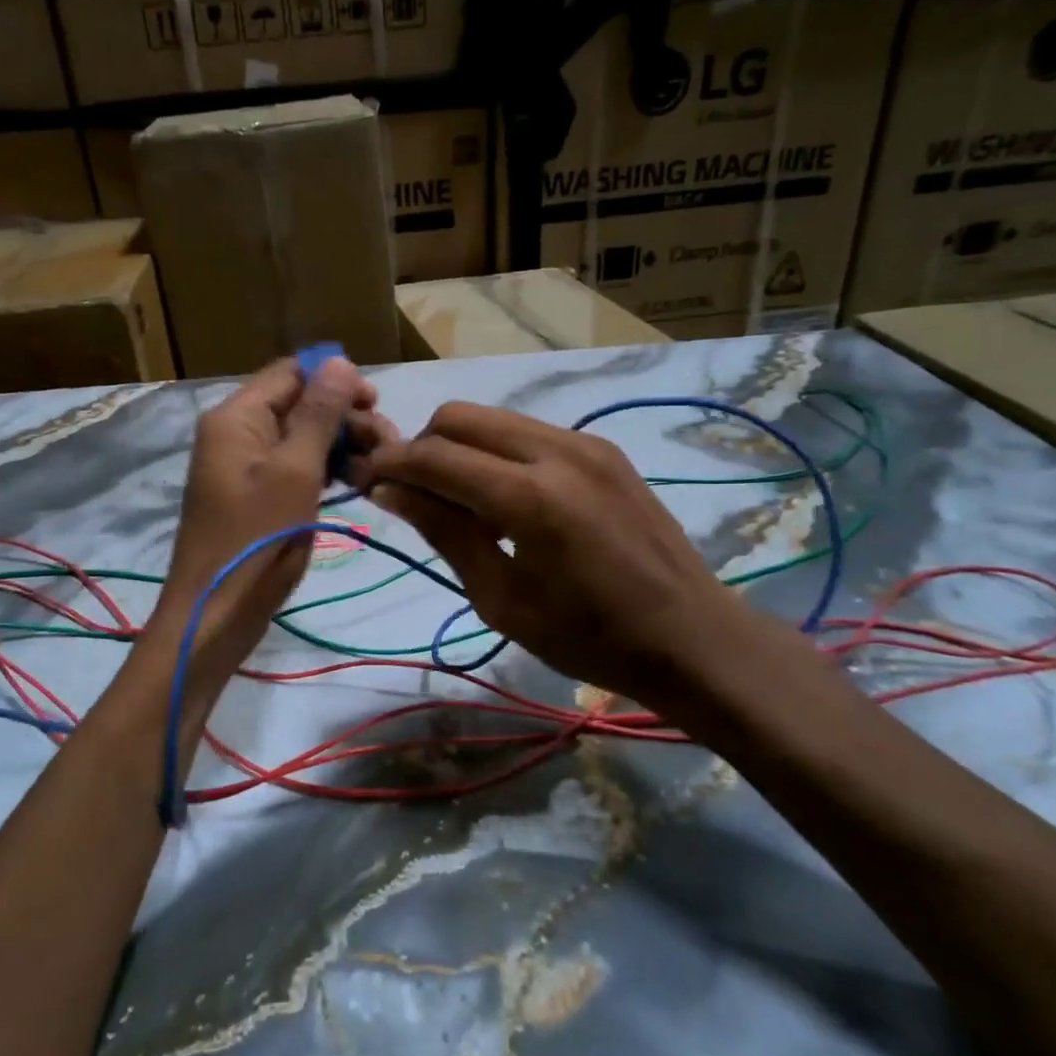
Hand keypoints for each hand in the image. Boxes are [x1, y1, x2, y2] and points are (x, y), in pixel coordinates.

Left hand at [154, 356, 389, 680]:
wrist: (216, 615)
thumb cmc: (257, 541)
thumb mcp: (295, 472)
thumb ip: (318, 415)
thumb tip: (339, 360)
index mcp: (236, 417)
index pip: (290, 373)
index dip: (335, 379)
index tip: (377, 404)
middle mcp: (236, 432)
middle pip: (298, 403)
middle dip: (344, 416)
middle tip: (388, 445)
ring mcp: (244, 465)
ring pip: (300, 436)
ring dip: (340, 444)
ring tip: (378, 466)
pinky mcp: (255, 494)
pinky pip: (293, 465)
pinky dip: (324, 469)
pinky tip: (355, 482)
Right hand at [352, 402, 772, 718]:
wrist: (691, 636)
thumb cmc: (589, 638)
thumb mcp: (502, 599)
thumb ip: (445, 532)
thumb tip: (389, 489)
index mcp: (529, 498)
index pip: (434, 456)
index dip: (390, 465)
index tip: (363, 481)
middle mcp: (556, 450)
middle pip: (459, 417)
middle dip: (421, 447)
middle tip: (410, 493)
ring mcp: (585, 442)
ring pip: (492, 417)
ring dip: (458, 446)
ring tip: (456, 499)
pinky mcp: (602, 448)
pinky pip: (527, 431)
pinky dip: (496, 452)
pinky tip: (503, 498)